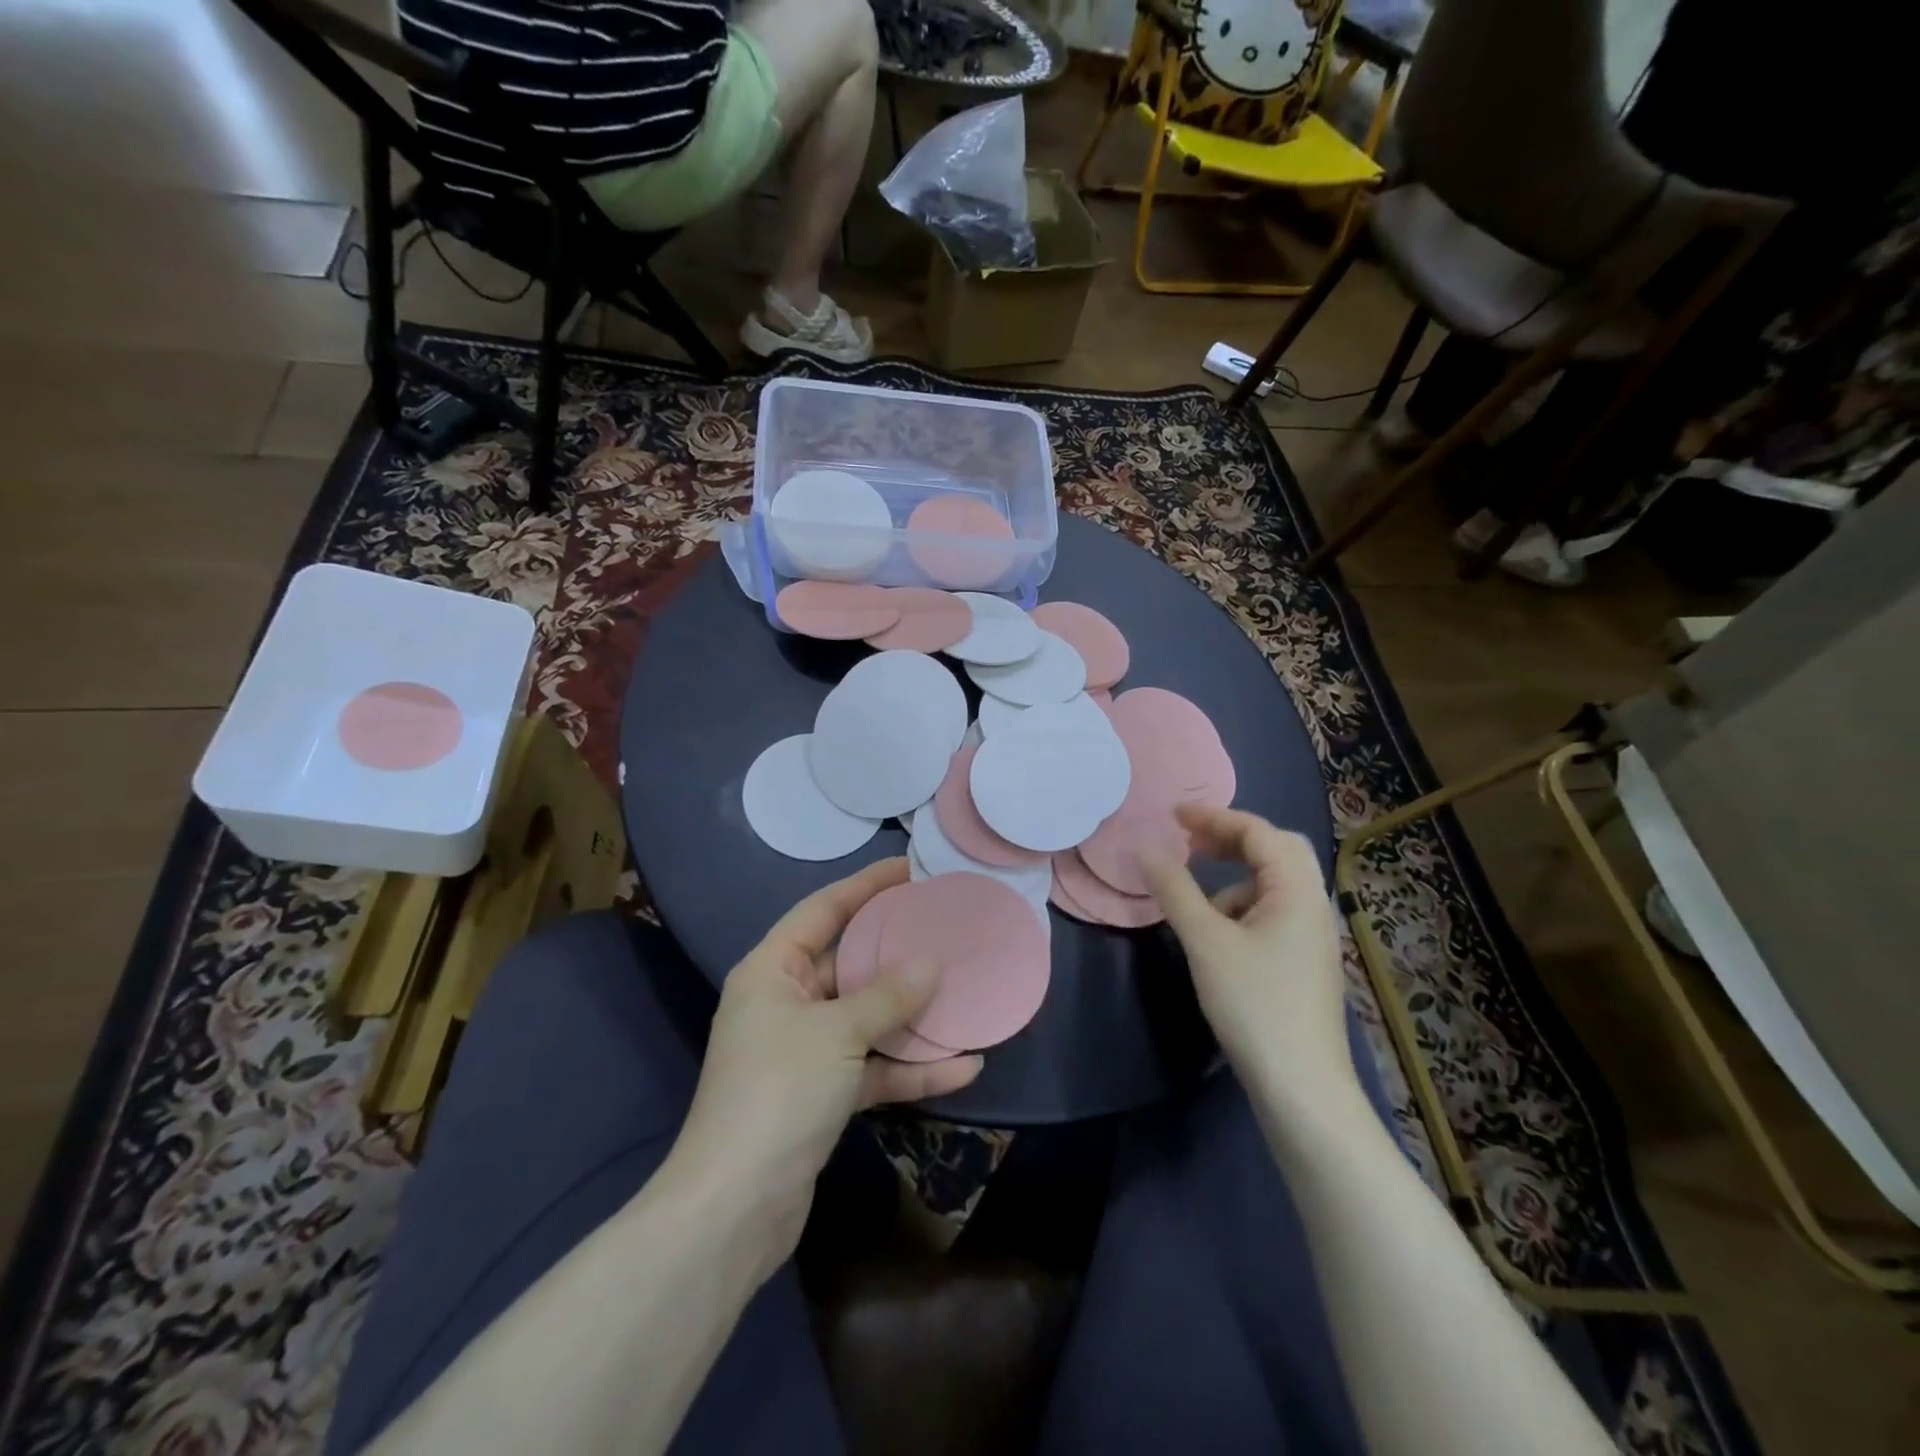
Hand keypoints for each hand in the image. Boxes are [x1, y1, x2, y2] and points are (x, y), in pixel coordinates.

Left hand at [670, 858, 982, 1265]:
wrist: (735, 1209)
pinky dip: (911, 1067)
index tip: (910, 867)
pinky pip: (873, 1066)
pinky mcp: (823, 1095)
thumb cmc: (778, 1093)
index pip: (823, 909)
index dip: (866, 885)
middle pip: (850, 961)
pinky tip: (964, 1067)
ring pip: (867, 1017)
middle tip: (946, 925)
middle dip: (898, 948)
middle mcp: (786, 1002)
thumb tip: (931, 964)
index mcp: (772, 970)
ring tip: (965, 990)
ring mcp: (805, 1051)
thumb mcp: (836, 1033)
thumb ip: (887, 996)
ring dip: (913, 1013)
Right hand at [1142, 806, 1358, 1114]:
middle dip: (1231, 840)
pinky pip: (1274, 912)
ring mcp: (1313, 935)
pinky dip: (1242, 907)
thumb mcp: (1205, 941)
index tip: (1171, 817)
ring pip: (1275, 883)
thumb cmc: (1254, 1004)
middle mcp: (1313, 904)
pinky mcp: (1305, 961)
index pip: (1258, 832)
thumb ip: (1174, 890)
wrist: (1301, 1087)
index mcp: (1297, 890)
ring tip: (1198, 901)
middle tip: (1190, 843)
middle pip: (1277, 850)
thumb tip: (1144, 849)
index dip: (1213, 817)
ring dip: (1235, 876)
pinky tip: (1218, 937)